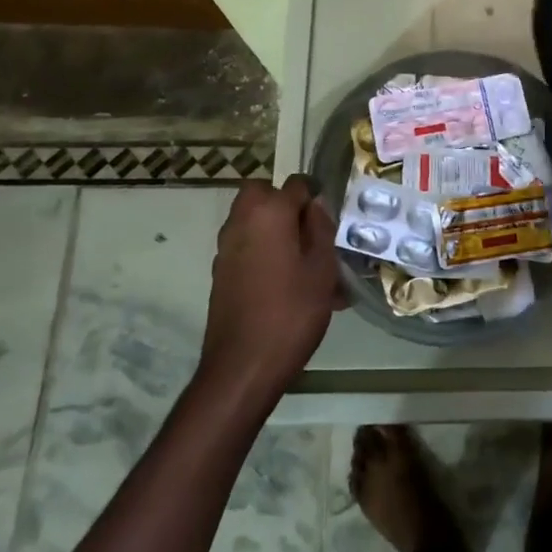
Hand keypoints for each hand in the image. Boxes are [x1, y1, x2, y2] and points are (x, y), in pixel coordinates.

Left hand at [199, 176, 343, 400]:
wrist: (242, 367)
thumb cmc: (291, 312)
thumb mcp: (321, 269)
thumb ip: (320, 229)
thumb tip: (315, 204)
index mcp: (269, 212)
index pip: (296, 184)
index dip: (316, 197)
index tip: (330, 221)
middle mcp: (241, 221)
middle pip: (263, 194)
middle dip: (286, 205)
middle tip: (309, 233)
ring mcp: (226, 247)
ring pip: (254, 221)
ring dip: (274, 229)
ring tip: (303, 264)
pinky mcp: (221, 272)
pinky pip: (247, 247)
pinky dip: (264, 252)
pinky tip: (285, 285)